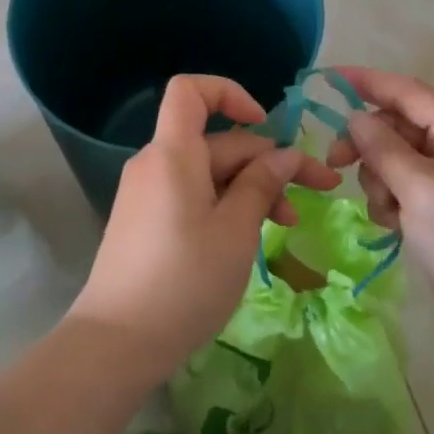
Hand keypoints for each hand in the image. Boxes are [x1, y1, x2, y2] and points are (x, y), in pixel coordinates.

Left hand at [68, 75, 340, 375]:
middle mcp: (155, 163)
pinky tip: (250, 236)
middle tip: (316, 192)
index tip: (266, 123)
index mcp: (173, 153)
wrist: (117, 342)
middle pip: (215, 141)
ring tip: (288, 223)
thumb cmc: (184, 280)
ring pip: (208, 173)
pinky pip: (191, 196)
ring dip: (250, 188)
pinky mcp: (145, 222)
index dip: (229, 93)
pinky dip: (224, 205)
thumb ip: (261, 185)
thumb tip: (283, 155)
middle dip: (266, 161)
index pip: (190, 91)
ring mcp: (147, 194)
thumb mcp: (236, 230)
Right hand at [329, 67, 433, 355]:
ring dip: (381, 179)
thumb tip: (357, 116)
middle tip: (337, 163)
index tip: (328, 80)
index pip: (409, 91)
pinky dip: (395, 202)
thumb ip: (384, 148)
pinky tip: (397, 228)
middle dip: (369, 143)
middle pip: (401, 126)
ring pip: (400, 160)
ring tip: (387, 213)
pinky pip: (410, 189)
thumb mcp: (420, 190)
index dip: (369, 81)